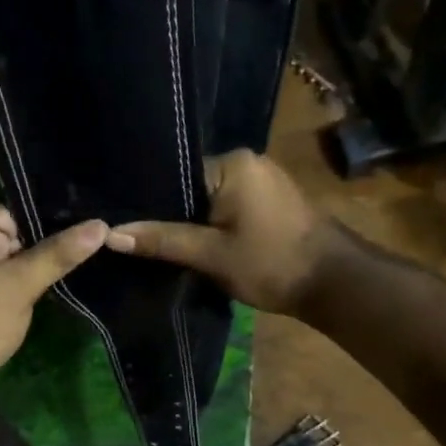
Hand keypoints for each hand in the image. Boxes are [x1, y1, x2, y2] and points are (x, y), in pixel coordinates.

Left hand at [0, 203, 106, 416]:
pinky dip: (18, 287)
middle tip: (78, 262)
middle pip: (11, 234)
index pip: (13, 211)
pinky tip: (43, 297)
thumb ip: (59, 253)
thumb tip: (100, 225)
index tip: (75, 243)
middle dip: (40, 251)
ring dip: (31, 272)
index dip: (43, 227)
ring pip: (8, 259)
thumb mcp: (21, 286)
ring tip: (67, 279)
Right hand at [107, 149, 346, 314]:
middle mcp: (247, 162)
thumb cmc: (272, 263)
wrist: (334, 284)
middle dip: (168, 214)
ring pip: (209, 200)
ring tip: (155, 243)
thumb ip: (163, 240)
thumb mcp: (212, 254)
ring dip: (191, 222)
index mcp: (232, 163)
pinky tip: (192, 244)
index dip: (150, 203)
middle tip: (133, 238)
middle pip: (191, 187)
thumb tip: (111, 234)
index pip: (174, 174)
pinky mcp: (269, 201)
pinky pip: (227, 207)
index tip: (122, 222)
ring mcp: (261, 181)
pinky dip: (211, 225)